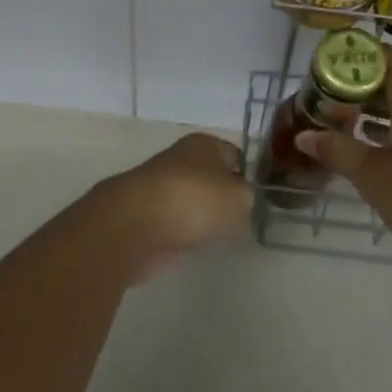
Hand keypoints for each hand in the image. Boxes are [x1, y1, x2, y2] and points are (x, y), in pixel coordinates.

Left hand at [96, 132, 252, 280]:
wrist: (132, 226)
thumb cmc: (192, 201)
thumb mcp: (239, 198)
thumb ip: (247, 198)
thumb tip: (239, 203)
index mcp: (204, 144)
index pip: (235, 154)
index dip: (248, 174)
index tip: (259, 198)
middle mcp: (180, 160)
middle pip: (211, 178)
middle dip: (223, 197)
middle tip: (241, 220)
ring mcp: (159, 189)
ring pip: (192, 201)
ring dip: (202, 217)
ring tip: (219, 236)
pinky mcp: (145, 217)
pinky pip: (174, 224)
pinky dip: (183, 234)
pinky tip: (193, 246)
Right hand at [297, 46, 391, 267]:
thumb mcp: (373, 175)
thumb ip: (337, 149)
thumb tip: (304, 135)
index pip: (376, 54)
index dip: (345, 60)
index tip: (318, 75)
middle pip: (390, 75)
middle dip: (355, 88)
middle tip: (322, 105)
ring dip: (374, 108)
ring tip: (340, 124)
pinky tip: (373, 144)